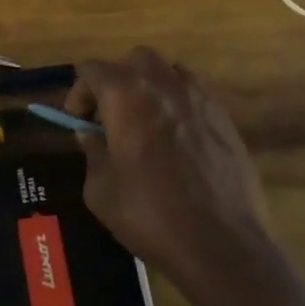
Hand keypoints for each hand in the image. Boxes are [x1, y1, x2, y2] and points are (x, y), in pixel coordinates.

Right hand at [64, 48, 277, 300]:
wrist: (222, 245)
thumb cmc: (150, 215)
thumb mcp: (101, 190)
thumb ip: (92, 152)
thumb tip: (90, 135)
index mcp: (126, 95)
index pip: (93, 69)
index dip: (79, 92)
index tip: (78, 122)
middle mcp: (164, 85)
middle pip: (135, 60)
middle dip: (117, 80)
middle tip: (110, 117)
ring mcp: (201, 99)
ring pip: (170, 71)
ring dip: (151, 88)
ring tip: (146, 123)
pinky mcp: (226, 120)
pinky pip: (196, 95)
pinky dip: (180, 105)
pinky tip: (177, 140)